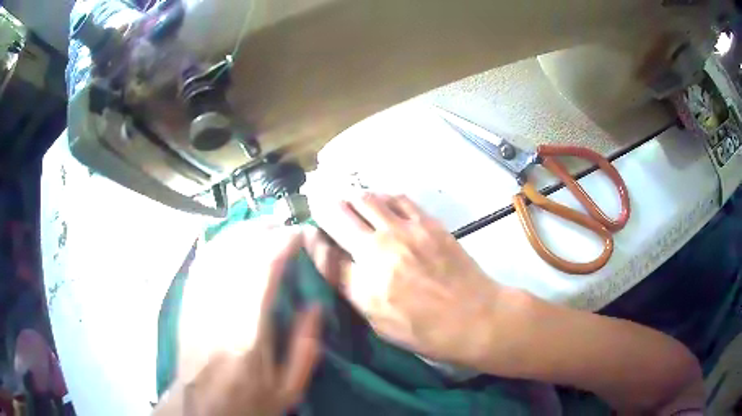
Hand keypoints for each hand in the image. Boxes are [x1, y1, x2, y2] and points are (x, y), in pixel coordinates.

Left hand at [157, 226, 321, 415]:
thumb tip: (315, 305)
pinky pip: (201, 262)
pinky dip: (217, 244)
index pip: (264, 272)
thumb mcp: (288, 389)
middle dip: (263, 230)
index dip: (282, 244)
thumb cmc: (247, 401)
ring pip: (217, 252)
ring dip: (241, 232)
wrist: (200, 407)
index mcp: (249, 333)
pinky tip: (230, 239)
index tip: (299, 234)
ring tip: (261, 225)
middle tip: (283, 225)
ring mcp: (199, 303)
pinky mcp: (187, 303)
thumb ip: (304, 347)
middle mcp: (220, 310)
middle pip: (238, 253)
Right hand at [307, 193, 513, 369]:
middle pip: (338, 215)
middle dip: (322, 206)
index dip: (310, 240)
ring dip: (350, 197)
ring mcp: (404, 232)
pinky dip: (382, 196)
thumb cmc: (427, 332)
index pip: (323, 253)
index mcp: (363, 285)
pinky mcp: (427, 223)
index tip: (306, 233)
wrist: (476, 317)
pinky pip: (398, 198)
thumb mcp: (381, 325)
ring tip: (348, 199)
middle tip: (320, 203)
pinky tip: (380, 201)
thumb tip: (339, 265)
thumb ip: (355, 293)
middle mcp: (378, 251)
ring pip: (365, 199)